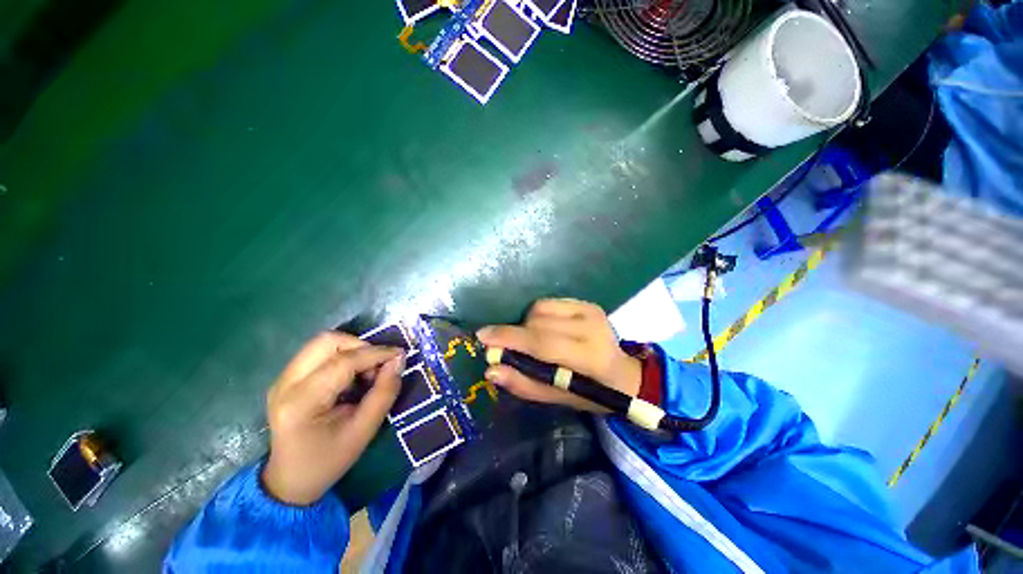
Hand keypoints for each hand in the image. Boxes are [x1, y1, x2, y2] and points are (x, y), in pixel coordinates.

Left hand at [262, 332, 403, 505]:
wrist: (290, 480)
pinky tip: (351, 377)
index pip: (344, 362)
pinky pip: (319, 353)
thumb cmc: (328, 460)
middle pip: (327, 341)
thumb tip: (398, 360)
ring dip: (352, 350)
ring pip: (323, 343)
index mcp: (302, 402)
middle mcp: (285, 383)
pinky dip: (343, 356)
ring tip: (365, 372)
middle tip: (378, 365)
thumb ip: (384, 392)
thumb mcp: (364, 430)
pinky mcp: (286, 378)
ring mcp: (282, 379)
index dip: (376, 353)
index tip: (400, 355)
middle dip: (361, 346)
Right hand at [476, 298, 640, 411]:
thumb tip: (491, 370)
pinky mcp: (587, 303)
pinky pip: (549, 302)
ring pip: (539, 308)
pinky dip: (538, 315)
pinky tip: (546, 329)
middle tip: (509, 348)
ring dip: (527, 324)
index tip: (482, 336)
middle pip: (536, 321)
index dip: (509, 338)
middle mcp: (590, 326)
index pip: (541, 342)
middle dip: (516, 334)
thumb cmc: (591, 392)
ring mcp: (590, 310)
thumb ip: (524, 384)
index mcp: (588, 356)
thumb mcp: (558, 398)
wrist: (623, 374)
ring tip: (533, 341)